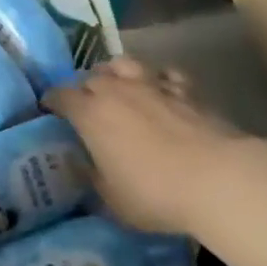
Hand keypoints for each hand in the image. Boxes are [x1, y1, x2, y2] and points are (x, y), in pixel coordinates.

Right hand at [45, 58, 240, 233]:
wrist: (217, 178)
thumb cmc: (155, 193)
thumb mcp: (112, 200)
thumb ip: (93, 178)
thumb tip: (84, 167)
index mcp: (90, 114)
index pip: (59, 96)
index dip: (52, 101)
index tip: (49, 110)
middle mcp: (115, 91)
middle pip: (90, 78)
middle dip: (83, 89)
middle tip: (86, 107)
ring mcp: (152, 85)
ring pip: (124, 64)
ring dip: (115, 73)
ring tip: (118, 87)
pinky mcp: (185, 89)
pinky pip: (164, 75)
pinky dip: (157, 80)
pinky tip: (161, 90)